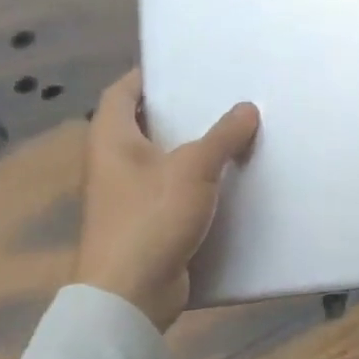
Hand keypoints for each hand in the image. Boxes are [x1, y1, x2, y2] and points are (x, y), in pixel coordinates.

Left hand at [72, 70, 259, 331]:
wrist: (130, 294)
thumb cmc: (151, 217)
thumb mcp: (194, 168)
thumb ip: (223, 136)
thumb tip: (247, 108)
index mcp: (111, 139)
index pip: (122, 92)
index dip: (147, 75)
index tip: (183, 65)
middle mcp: (113, 163)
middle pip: (146, 124)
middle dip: (181, 111)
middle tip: (221, 96)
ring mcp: (128, 196)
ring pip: (163, 159)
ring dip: (194, 148)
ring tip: (235, 131)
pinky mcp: (147, 223)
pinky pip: (175, 190)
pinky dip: (199, 181)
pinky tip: (231, 179)